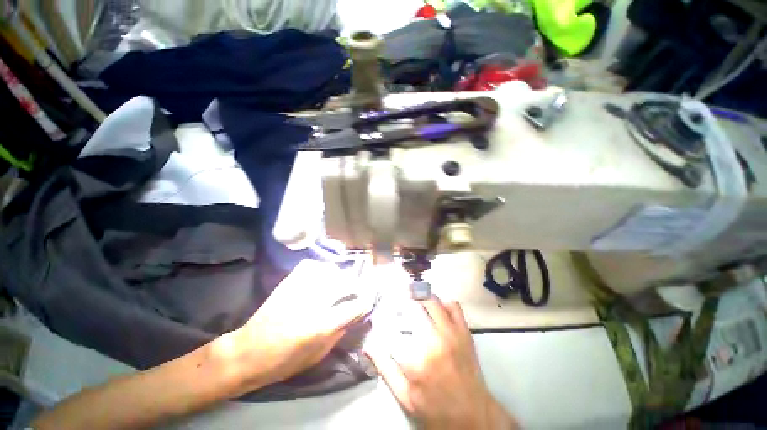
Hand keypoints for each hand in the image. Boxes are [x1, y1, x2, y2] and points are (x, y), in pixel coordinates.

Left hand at [222, 260, 373, 390]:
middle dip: (357, 286)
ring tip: (340, 283)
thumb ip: (339, 332)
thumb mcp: (317, 355)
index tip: (371, 298)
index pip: (355, 306)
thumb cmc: (285, 361)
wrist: (249, 352)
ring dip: (340, 276)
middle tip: (358, 289)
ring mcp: (300, 289)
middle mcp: (314, 302)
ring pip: (331, 271)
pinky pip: (312, 266)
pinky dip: (321, 268)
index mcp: (322, 325)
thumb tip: (354, 314)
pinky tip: (322, 275)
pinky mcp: (289, 282)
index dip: (367, 300)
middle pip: (346, 283)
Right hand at [365, 298, 516, 429]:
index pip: (391, 328)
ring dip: (419, 297)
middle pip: (412, 308)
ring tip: (413, 300)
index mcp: (415, 360)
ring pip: (431, 301)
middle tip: (397, 307)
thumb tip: (368, 344)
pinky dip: (442, 302)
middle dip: (401, 304)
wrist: (474, 416)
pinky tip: (436, 309)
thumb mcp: (405, 396)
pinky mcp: (465, 331)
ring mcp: (452, 333)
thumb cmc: (435, 409)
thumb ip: (385, 368)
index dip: (382, 321)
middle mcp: (433, 340)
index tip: (380, 319)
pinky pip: (453, 305)